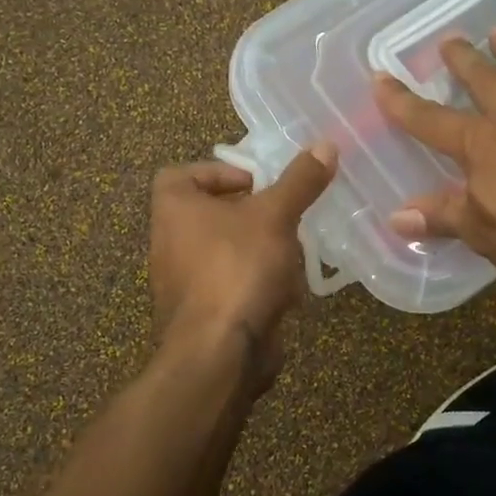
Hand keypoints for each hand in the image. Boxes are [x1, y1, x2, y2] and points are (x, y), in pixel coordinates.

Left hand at [147, 146, 337, 386]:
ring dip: (260, 249)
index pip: (183, 174)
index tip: (258, 183)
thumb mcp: (275, 215)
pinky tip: (287, 290)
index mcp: (173, 209)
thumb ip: (299, 181)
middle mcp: (169, 242)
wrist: (219, 352)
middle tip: (285, 214)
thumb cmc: (238, 268)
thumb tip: (325, 144)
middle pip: (211, 213)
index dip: (220, 172)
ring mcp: (183, 281)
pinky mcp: (203, 313)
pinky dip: (257, 283)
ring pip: (226, 251)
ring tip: (293, 251)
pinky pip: (232, 285)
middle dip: (253, 214)